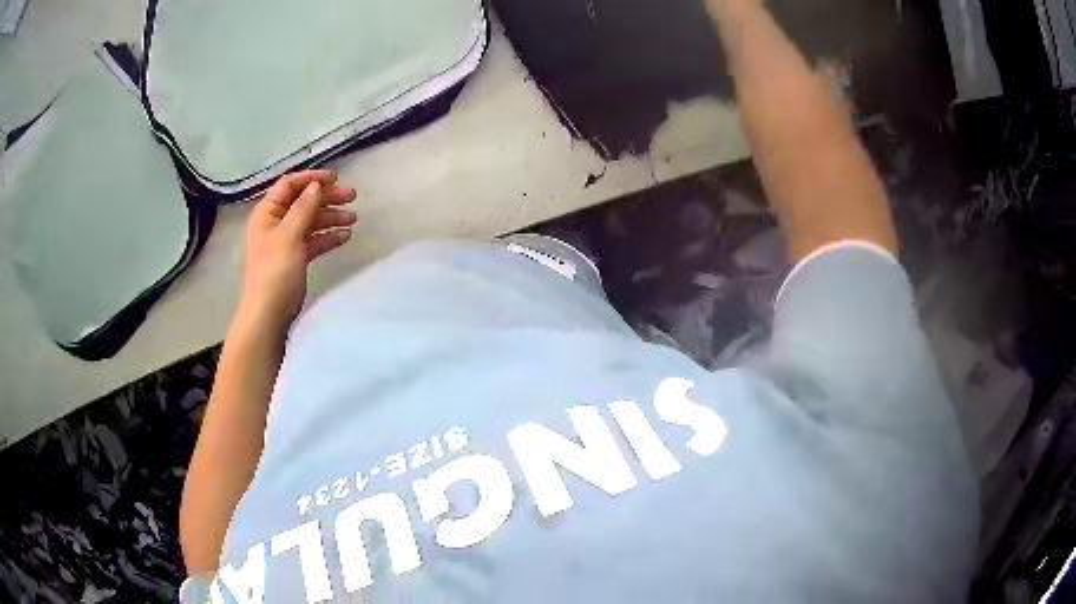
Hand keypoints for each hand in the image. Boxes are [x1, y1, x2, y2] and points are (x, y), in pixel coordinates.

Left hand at [237, 170, 356, 333]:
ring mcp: (284, 242)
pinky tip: (344, 236)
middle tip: (352, 197)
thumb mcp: (289, 235)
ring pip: (310, 222)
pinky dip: (327, 237)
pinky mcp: (294, 259)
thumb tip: (315, 185)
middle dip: (326, 198)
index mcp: (267, 213)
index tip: (336, 178)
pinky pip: (313, 241)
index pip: (289, 185)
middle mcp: (274, 223)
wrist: (267, 315)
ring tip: (353, 218)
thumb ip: (303, 208)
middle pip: (303, 202)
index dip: (311, 178)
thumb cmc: (274, 271)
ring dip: (330, 217)